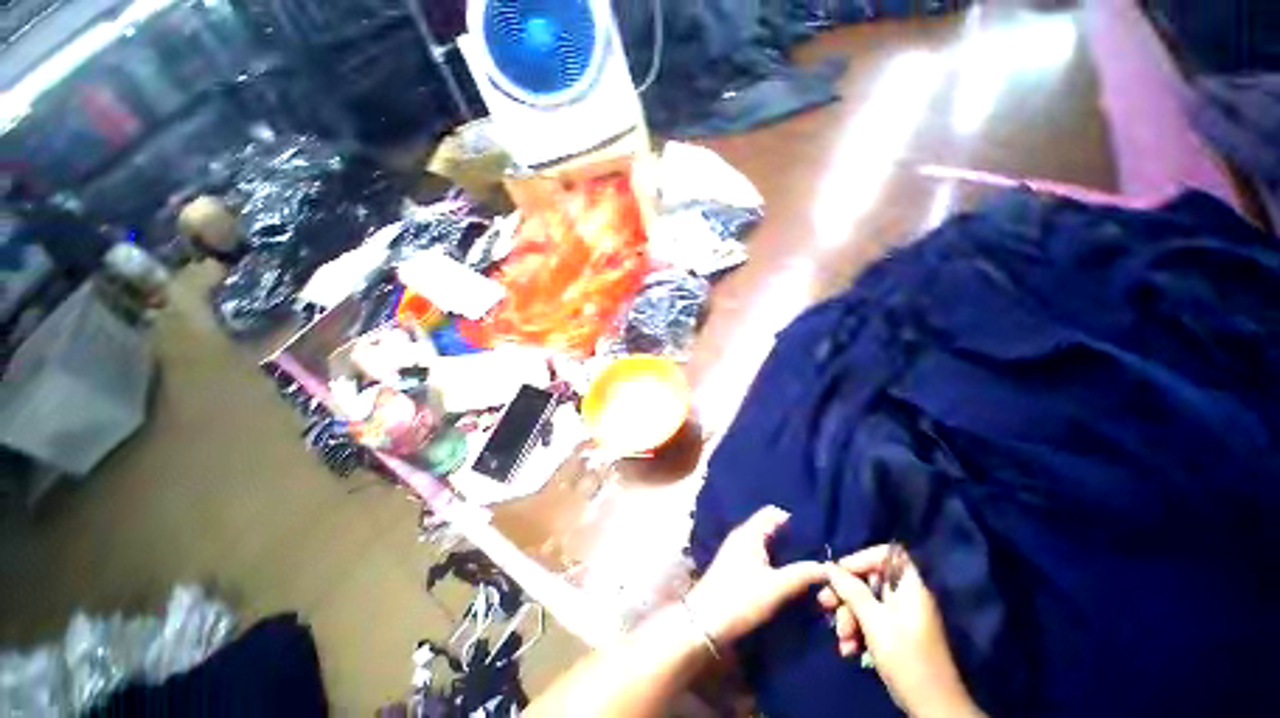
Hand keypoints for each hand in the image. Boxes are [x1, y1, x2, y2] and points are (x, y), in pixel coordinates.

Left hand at [685, 506, 826, 644]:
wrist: (706, 623)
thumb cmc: (740, 598)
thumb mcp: (776, 587)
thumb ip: (803, 574)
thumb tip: (829, 567)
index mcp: (750, 532)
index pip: (774, 513)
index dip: (796, 521)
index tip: (818, 535)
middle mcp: (743, 536)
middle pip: (772, 529)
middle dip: (794, 540)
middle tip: (819, 555)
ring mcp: (738, 551)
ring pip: (768, 545)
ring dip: (786, 554)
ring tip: (809, 568)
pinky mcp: (737, 568)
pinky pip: (762, 557)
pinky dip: (776, 563)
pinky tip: (789, 578)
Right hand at [819, 546, 980, 717]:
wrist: (932, 708)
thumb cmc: (906, 658)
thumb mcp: (874, 622)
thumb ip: (851, 591)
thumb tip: (829, 566)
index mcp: (910, 587)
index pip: (886, 555)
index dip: (862, 558)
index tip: (841, 573)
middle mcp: (906, 597)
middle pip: (870, 580)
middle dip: (846, 594)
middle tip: (825, 604)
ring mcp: (902, 617)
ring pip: (866, 602)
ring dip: (848, 618)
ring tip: (842, 639)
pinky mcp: (896, 635)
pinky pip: (871, 621)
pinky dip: (857, 631)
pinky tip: (848, 648)